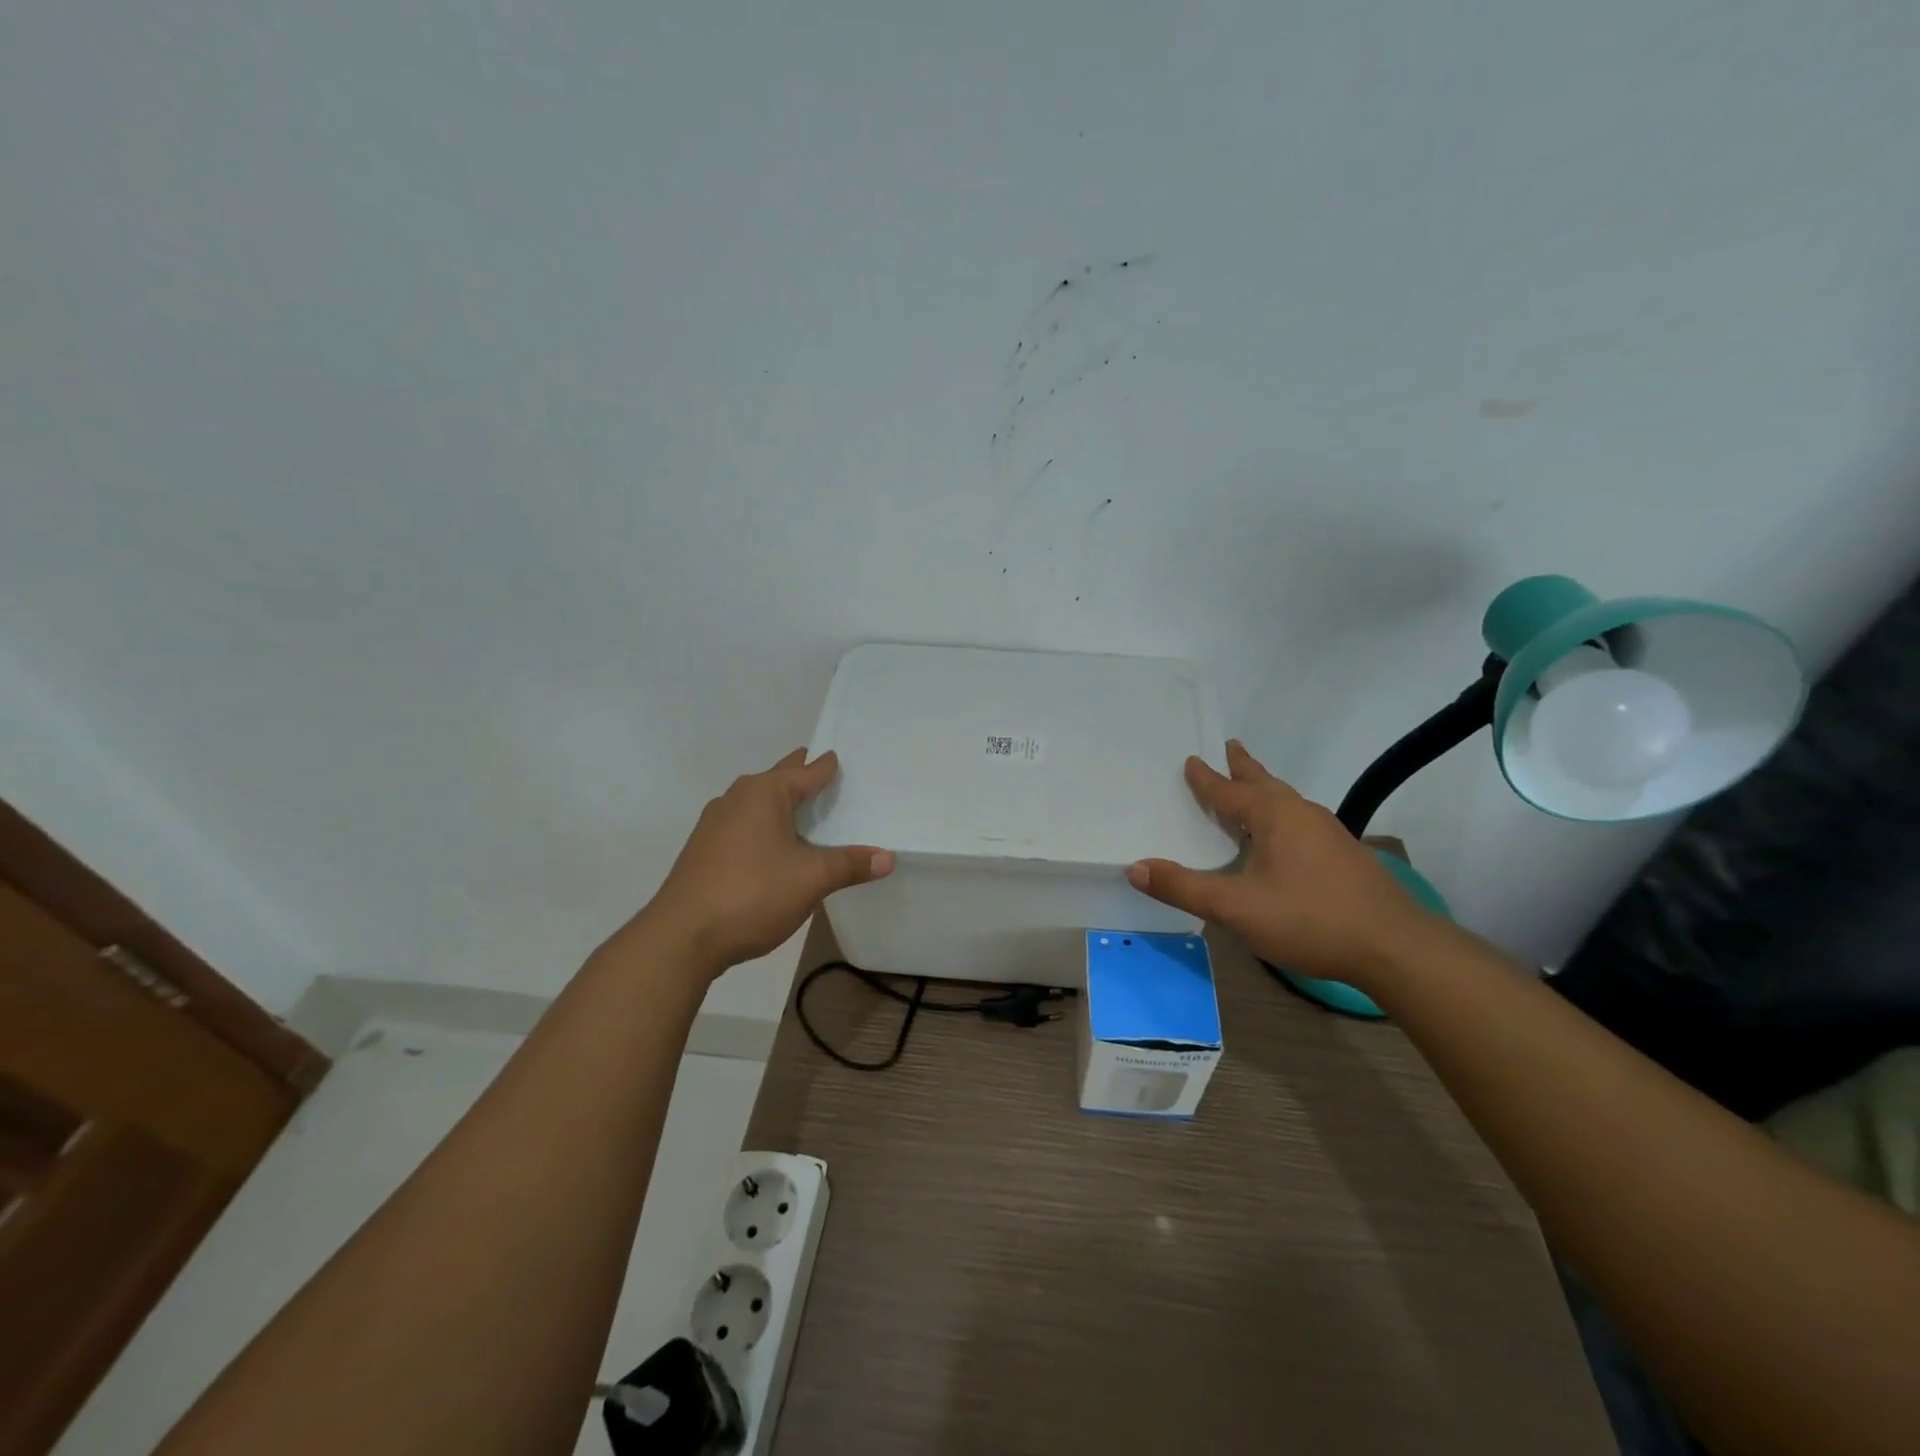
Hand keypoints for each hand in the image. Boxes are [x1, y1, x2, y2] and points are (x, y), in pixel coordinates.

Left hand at [633, 750, 893, 977]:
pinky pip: (742, 826)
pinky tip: (771, 847)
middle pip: (777, 780)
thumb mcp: (811, 879)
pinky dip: (763, 827)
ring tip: (801, 810)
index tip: (838, 758)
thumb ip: (850, 865)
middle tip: (822, 772)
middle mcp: (736, 799)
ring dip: (778, 803)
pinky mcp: (703, 851)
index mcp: (764, 794)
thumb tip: (887, 857)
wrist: (681, 937)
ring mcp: (714, 825)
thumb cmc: (752, 894)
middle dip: (799, 776)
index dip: (825, 767)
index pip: (805, 772)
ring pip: (756, 804)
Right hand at [1127, 741, 1434, 986]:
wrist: (1394, 947)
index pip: (1229, 792)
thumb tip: (1135, 869)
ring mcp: (1329, 834)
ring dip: (1264, 791)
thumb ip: (1184, 888)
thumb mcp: (1235, 908)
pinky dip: (1281, 817)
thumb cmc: (1308, 919)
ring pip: (1287, 802)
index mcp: (1273, 816)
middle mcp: (1301, 814)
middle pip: (1265, 783)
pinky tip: (1284, 839)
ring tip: (1252, 790)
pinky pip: (1301, 822)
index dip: (1206, 779)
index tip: (1191, 760)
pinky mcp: (1345, 856)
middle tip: (1230, 748)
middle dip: (1244, 768)